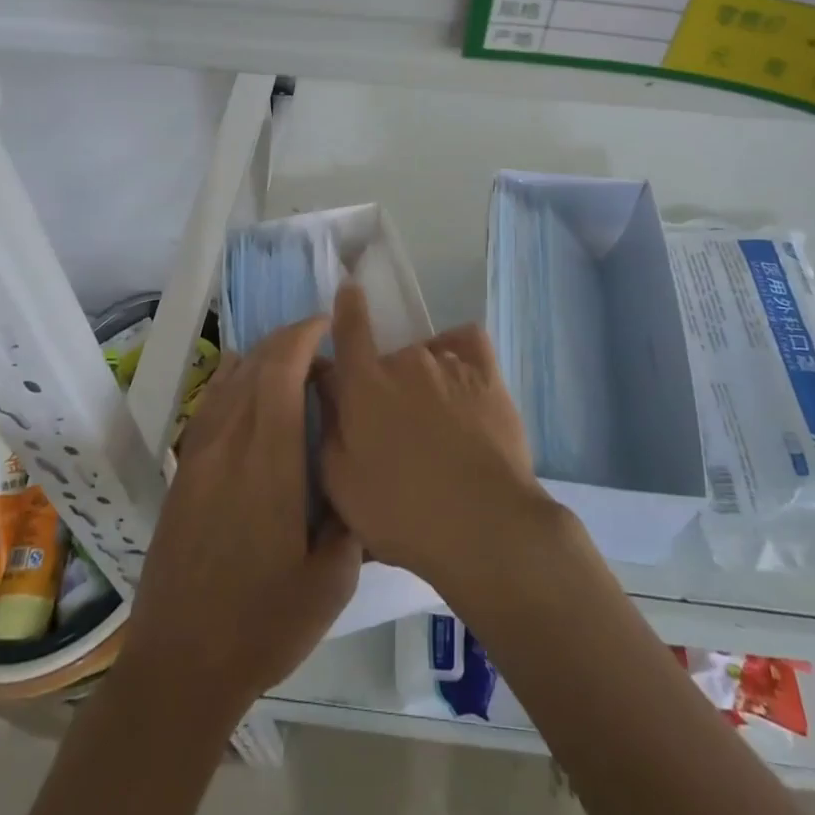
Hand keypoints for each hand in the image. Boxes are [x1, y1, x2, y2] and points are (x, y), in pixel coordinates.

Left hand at [120, 316, 360, 716]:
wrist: (179, 665)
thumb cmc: (262, 625)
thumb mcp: (331, 581)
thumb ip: (351, 518)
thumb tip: (355, 477)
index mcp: (268, 462)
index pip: (280, 372)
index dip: (302, 337)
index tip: (328, 325)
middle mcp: (228, 445)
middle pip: (253, 367)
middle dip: (286, 340)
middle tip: (319, 340)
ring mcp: (198, 457)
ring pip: (227, 382)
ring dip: (259, 357)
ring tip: (289, 356)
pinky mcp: (182, 473)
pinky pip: (208, 405)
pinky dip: (230, 380)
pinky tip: (243, 382)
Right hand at [317, 283, 551, 589]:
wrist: (483, 524)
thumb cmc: (401, 510)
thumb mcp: (342, 481)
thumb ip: (329, 426)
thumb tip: (327, 385)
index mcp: (365, 384)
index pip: (350, 328)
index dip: (347, 306)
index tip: (349, 289)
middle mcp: (406, 360)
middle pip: (387, 358)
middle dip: (385, 385)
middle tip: (394, 431)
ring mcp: (450, 363)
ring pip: (426, 358)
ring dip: (422, 381)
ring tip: (435, 425)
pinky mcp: (488, 374)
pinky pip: (467, 342)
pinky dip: (458, 351)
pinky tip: (460, 376)